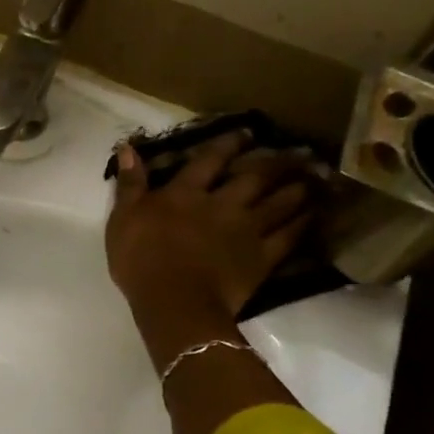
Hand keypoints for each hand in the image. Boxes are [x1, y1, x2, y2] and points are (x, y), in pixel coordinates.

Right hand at [106, 132, 317, 367]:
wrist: (174, 301)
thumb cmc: (140, 259)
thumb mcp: (123, 217)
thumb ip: (130, 183)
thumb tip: (128, 148)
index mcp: (185, 194)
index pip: (208, 161)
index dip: (227, 145)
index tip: (245, 132)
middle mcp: (221, 204)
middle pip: (253, 178)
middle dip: (272, 163)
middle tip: (292, 153)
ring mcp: (246, 230)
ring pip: (277, 203)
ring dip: (294, 189)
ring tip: (309, 179)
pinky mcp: (262, 258)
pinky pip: (288, 236)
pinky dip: (301, 223)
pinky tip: (311, 215)